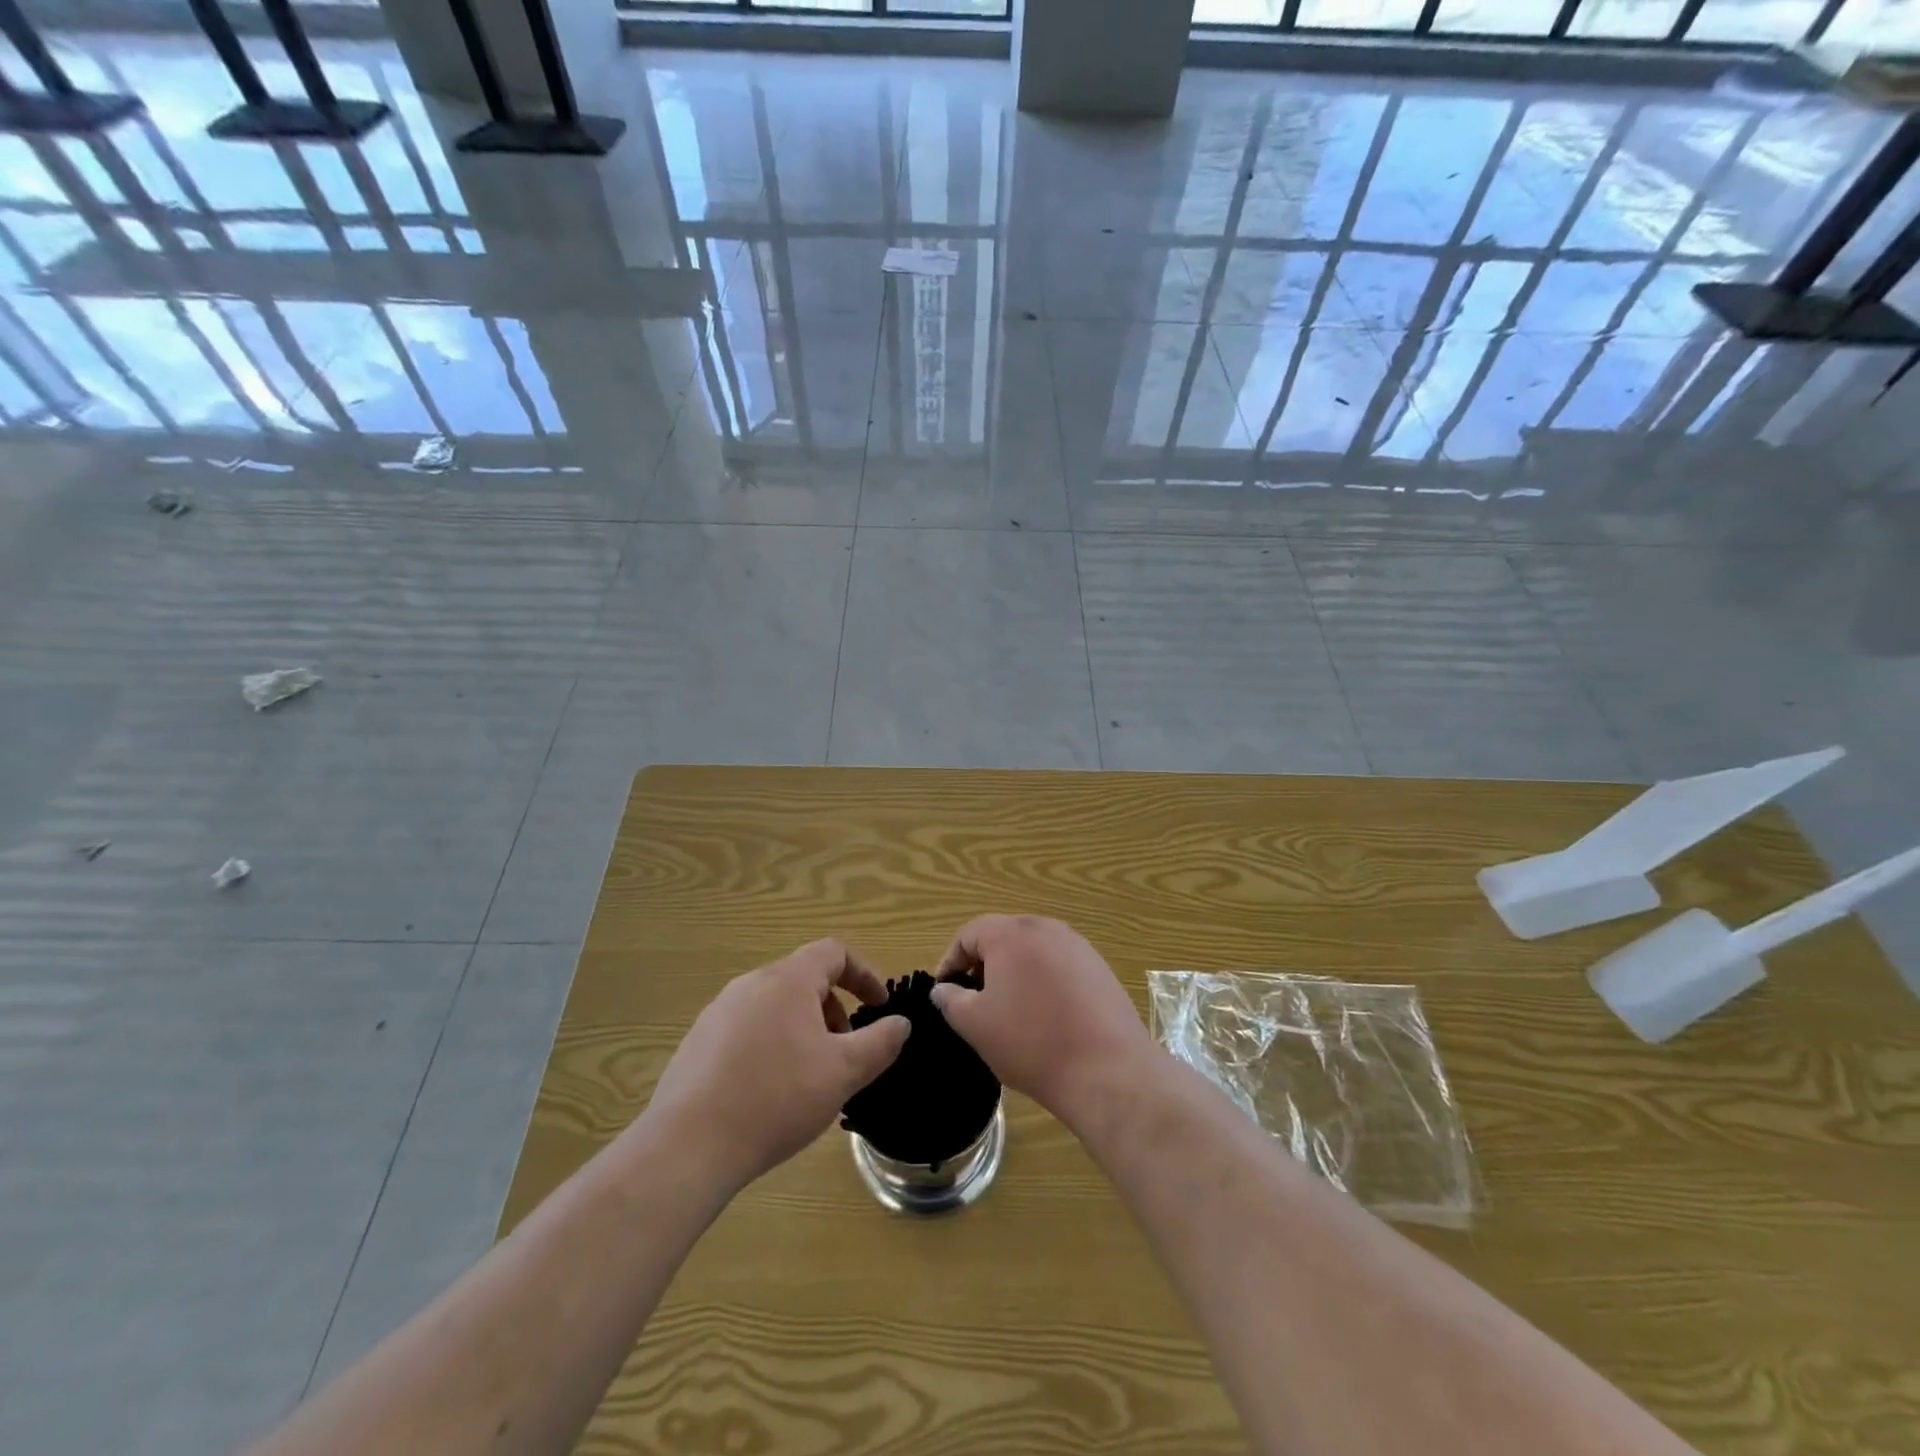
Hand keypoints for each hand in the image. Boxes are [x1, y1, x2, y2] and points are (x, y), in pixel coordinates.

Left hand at [644, 940, 910, 1192]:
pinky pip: (747, 1030)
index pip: (833, 952)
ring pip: (774, 1006)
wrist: (689, 1146)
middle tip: (844, 1052)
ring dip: (803, 1029)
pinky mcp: (696, 1043)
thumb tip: (900, 1023)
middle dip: (833, 1010)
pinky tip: (769, 1093)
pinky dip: (771, 1045)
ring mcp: (718, 1013)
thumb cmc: (777, 1098)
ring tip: (809, 1076)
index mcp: (788, 980)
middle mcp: (750, 984)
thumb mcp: (844, 1072)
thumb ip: (880, 1042)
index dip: (863, 974)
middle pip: (803, 979)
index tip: (879, 1006)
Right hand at [931, 915, 1156, 1127]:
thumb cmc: (1031, 1042)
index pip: (969, 934)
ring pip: (1033, 952)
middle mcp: (1047, 928)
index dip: (950, 961)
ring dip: (1015, 975)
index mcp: (1012, 932)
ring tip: (1009, 1013)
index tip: (945, 993)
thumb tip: (944, 989)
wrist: (1108, 1070)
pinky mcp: (1100, 969)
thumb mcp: (975, 1024)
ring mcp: (1079, 947)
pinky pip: (1060, 967)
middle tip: (975, 1003)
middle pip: (1003, 937)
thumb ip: (950, 1000)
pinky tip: (1046, 1019)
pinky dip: (1044, 984)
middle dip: (984, 966)